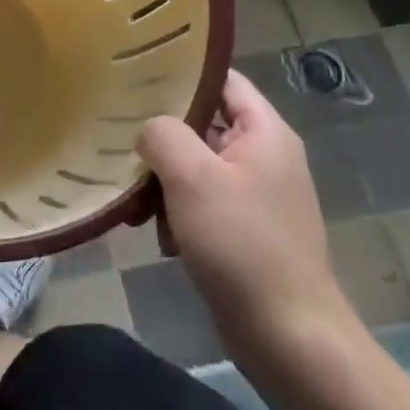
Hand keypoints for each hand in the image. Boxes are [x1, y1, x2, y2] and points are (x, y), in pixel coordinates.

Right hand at [138, 70, 358, 370]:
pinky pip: (201, 203)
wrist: (287, 336)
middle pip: (203, 124)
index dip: (181, 73)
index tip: (136, 77)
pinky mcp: (245, 230)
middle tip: (121, 141)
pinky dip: (177, 212)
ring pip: (196, 166)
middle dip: (162, 137)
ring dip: (164, 181)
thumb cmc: (241, 244)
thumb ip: (163, 135)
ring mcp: (256, 195)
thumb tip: (149, 130)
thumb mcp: (192, 178)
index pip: (221, 79)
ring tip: (137, 203)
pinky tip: (159, 236)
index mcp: (265, 132)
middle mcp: (264, 156)